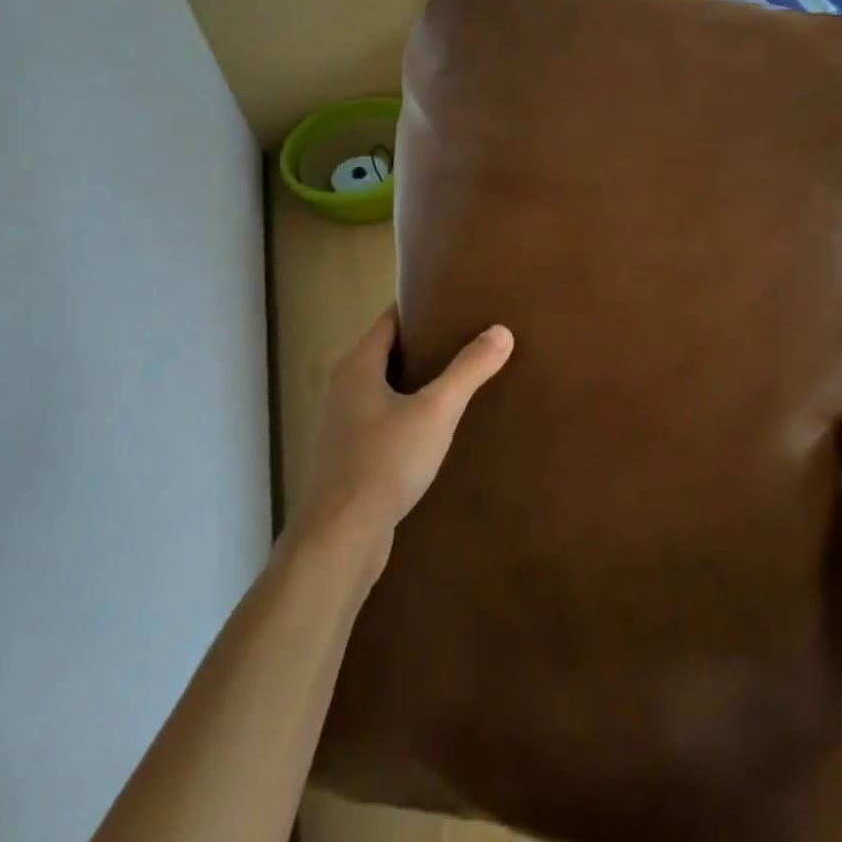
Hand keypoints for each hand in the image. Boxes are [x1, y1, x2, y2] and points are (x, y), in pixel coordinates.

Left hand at [295, 307, 513, 567]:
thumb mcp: (436, 411)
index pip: (390, 320)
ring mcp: (343, 426)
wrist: (340, 538)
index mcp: (357, 366)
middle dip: (424, 345)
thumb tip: (501, 331)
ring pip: (385, 390)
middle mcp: (344, 389)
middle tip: (467, 339)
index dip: (420, 308)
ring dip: (417, 383)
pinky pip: (383, 421)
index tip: (455, 304)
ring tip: (459, 380)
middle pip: (387, 353)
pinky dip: (408, 415)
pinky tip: (437, 429)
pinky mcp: (350, 458)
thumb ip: (469, 370)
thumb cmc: (385, 462)